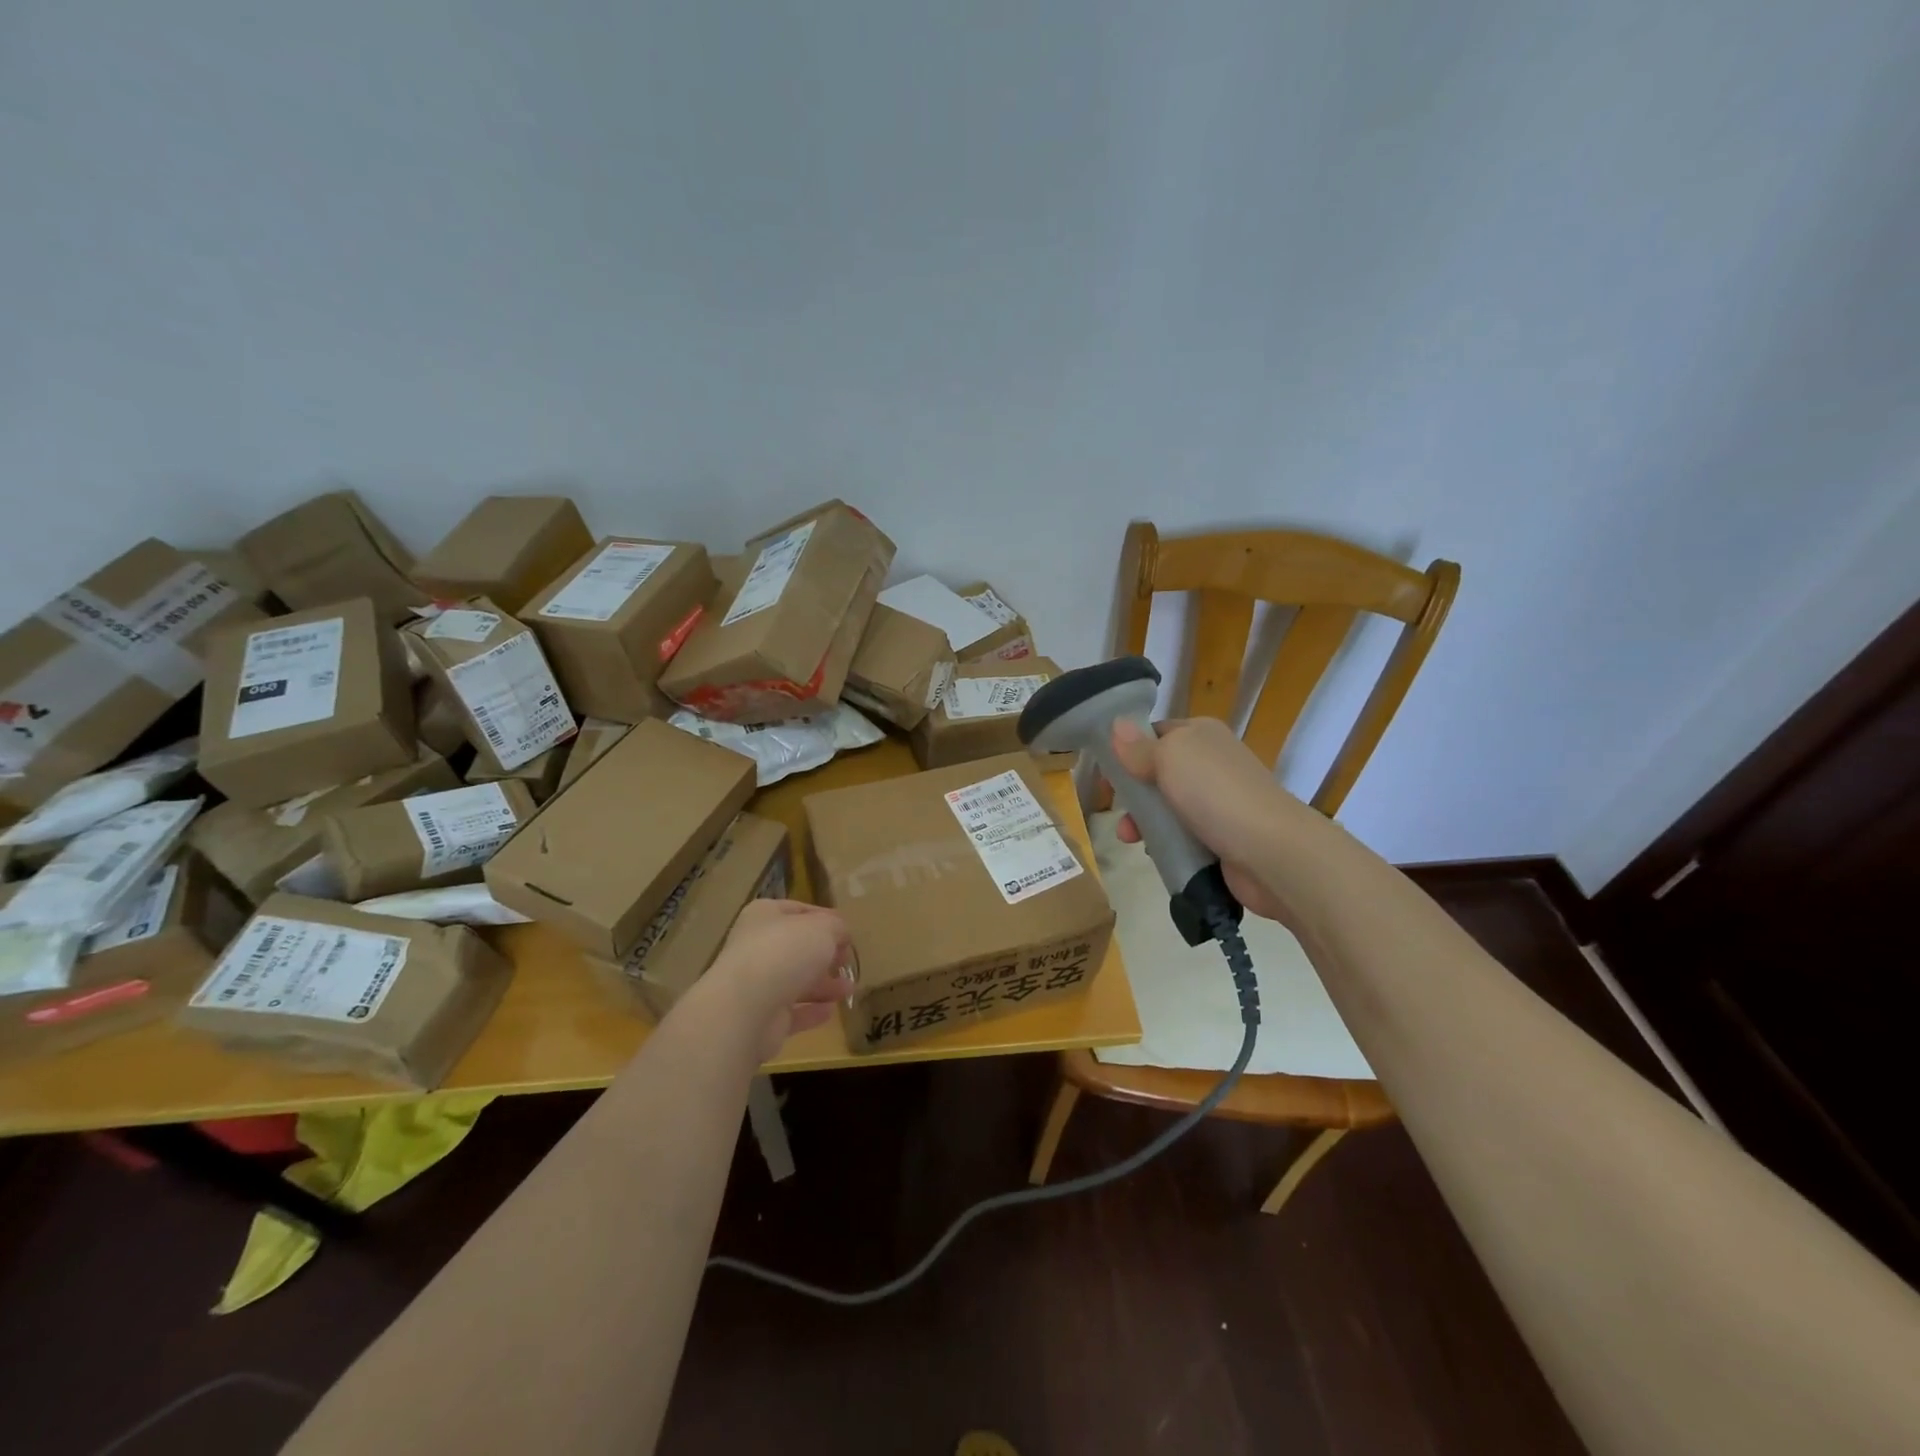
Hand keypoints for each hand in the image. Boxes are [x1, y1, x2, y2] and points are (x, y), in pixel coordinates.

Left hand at [700, 899, 853, 1060]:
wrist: (746, 1008)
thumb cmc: (785, 953)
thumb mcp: (823, 928)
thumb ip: (836, 927)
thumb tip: (840, 935)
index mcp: (764, 916)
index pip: (797, 910)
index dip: (824, 918)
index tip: (847, 931)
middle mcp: (756, 947)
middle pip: (796, 948)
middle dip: (824, 954)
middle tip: (847, 961)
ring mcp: (756, 984)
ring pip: (795, 981)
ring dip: (823, 984)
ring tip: (849, 989)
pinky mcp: (761, 1018)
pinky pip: (792, 1012)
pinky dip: (811, 1011)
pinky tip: (831, 1011)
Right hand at [1104, 716, 1321, 927]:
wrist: (1269, 851)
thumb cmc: (1215, 793)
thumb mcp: (1169, 757)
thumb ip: (1139, 746)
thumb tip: (1116, 724)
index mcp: (1202, 734)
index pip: (1156, 733)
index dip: (1128, 749)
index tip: (1105, 773)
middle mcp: (1212, 763)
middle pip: (1158, 772)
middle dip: (1133, 792)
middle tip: (1115, 809)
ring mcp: (1219, 802)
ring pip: (1168, 807)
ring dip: (1144, 821)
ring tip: (1129, 838)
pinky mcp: (1222, 837)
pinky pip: (1183, 835)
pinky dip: (1166, 843)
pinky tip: (1153, 852)